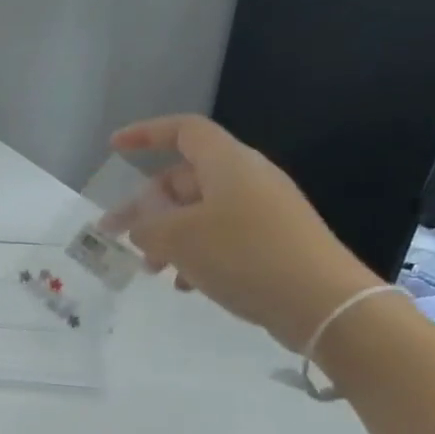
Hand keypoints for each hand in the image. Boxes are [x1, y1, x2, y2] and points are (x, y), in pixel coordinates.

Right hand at [106, 114, 380, 351]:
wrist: (321, 302)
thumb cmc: (244, 255)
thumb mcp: (179, 238)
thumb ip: (147, 225)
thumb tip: (141, 224)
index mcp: (227, 163)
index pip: (183, 131)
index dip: (146, 134)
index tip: (114, 148)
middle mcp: (246, 179)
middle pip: (184, 179)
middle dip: (146, 207)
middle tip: (116, 236)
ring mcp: (262, 211)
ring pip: (198, 213)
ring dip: (167, 237)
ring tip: (151, 269)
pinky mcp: (271, 241)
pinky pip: (220, 237)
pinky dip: (195, 255)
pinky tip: (186, 285)